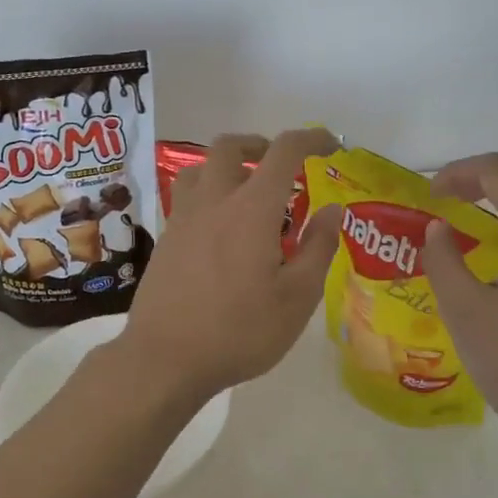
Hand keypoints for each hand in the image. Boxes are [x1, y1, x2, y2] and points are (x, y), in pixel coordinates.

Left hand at [118, 129, 341, 398]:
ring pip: (200, 169)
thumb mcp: (297, 298)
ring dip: (227, 166)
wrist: (165, 358)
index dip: (311, 139)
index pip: (284, 151)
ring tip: (247, 194)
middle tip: (280, 167)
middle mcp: (213, 201)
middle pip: (230, 147)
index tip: (331, 146)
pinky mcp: (165, 240)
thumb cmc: (239, 331)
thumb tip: (332, 210)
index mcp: (251, 209)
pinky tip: (220, 230)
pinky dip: (208, 194)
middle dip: (260, 145)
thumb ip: (318, 248)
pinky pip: (186, 197)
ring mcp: (182, 219)